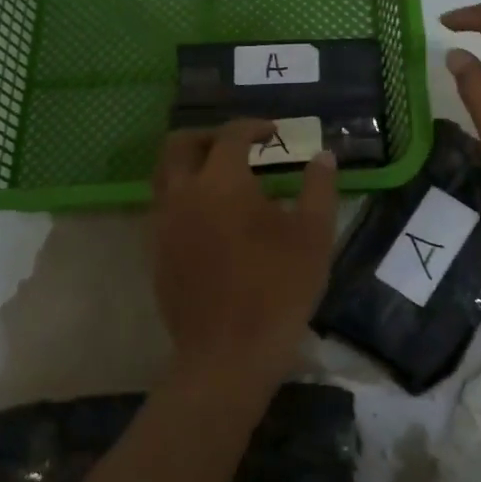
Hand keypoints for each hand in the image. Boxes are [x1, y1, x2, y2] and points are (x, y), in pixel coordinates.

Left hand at [150, 120, 339, 388]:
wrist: (228, 354)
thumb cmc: (278, 289)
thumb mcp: (314, 235)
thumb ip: (319, 188)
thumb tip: (324, 156)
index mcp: (222, 182)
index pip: (230, 135)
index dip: (253, 126)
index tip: (273, 134)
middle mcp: (183, 194)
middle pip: (179, 144)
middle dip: (208, 136)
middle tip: (237, 146)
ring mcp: (164, 225)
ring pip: (163, 175)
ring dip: (189, 164)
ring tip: (222, 178)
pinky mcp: (157, 253)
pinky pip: (163, 207)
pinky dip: (183, 196)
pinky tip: (211, 217)